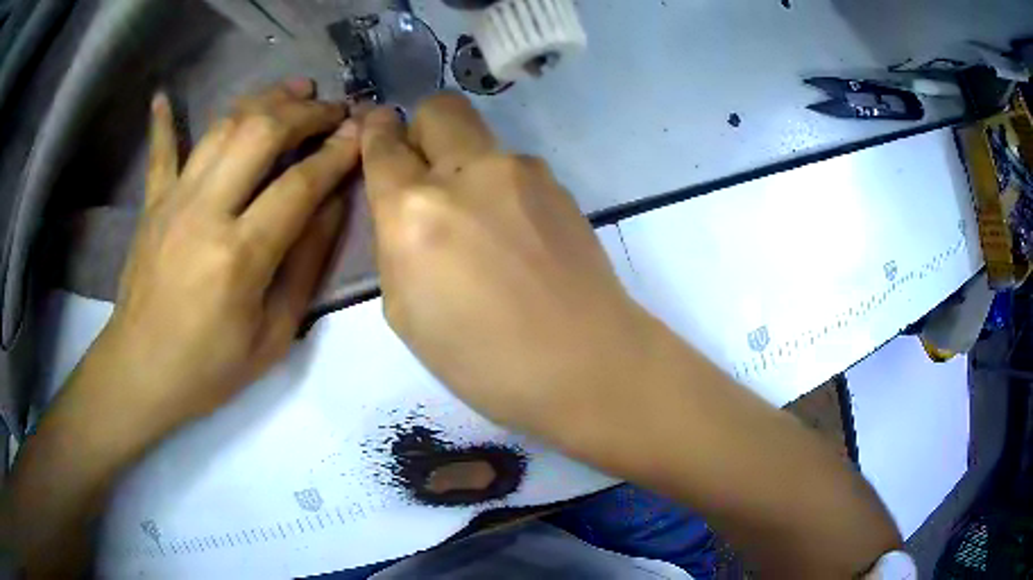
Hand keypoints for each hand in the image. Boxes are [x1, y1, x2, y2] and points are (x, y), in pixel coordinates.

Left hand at [104, 79, 358, 429]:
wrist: (141, 373)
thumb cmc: (210, 368)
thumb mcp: (273, 335)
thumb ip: (305, 265)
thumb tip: (333, 204)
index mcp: (240, 256)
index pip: (300, 184)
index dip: (337, 152)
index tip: (363, 132)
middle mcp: (205, 212)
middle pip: (260, 134)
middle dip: (305, 112)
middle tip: (333, 108)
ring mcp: (173, 201)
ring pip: (222, 128)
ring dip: (262, 101)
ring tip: (293, 90)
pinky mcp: (152, 204)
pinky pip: (160, 152)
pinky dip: (164, 121)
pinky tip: (164, 96)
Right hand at [361, 93, 657, 437]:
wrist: (587, 363)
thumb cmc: (484, 361)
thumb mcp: (405, 314)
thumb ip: (394, 245)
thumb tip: (402, 210)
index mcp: (415, 211)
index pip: (384, 146)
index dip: (375, 133)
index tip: (378, 131)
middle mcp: (468, 173)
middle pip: (439, 108)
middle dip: (422, 129)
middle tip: (425, 172)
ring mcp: (522, 172)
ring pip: (481, 140)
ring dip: (465, 166)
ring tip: (482, 224)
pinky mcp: (559, 186)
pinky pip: (514, 169)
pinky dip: (502, 188)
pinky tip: (517, 236)